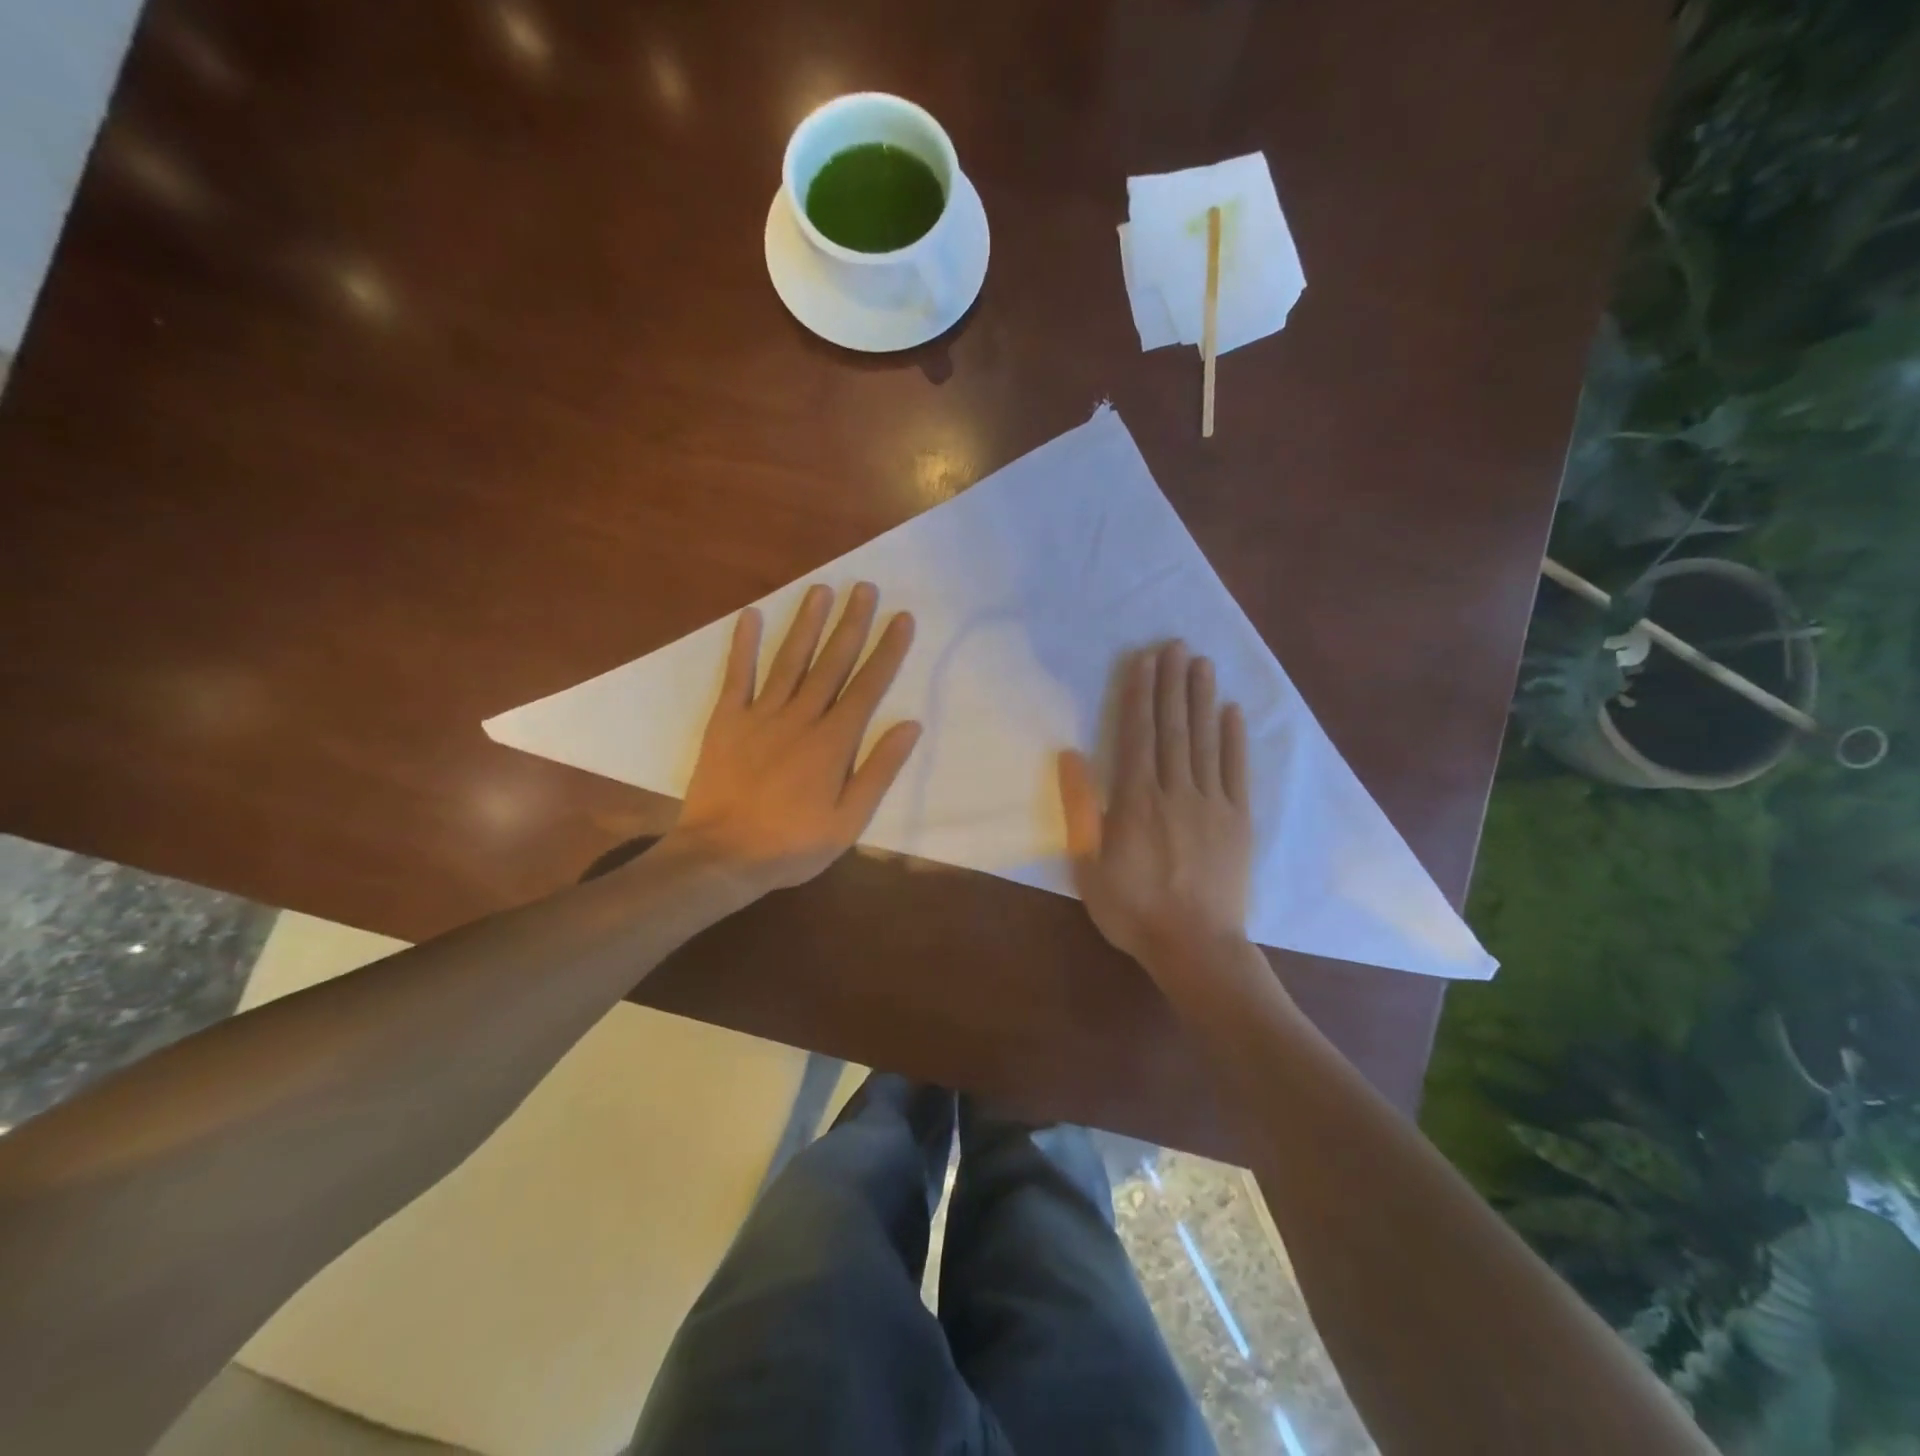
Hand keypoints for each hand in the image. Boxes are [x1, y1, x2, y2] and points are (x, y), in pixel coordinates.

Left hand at [666, 582, 920, 895]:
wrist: (722, 856)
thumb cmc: (792, 844)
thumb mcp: (849, 820)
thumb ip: (878, 770)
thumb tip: (909, 725)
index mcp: (833, 742)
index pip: (867, 686)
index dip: (887, 650)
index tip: (901, 618)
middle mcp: (800, 718)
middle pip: (831, 662)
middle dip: (851, 623)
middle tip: (865, 587)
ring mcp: (760, 715)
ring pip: (790, 660)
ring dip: (806, 623)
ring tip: (821, 589)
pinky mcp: (726, 721)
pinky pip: (737, 676)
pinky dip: (743, 645)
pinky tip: (751, 615)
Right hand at [1058, 642, 1252, 973]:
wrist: (1196, 948)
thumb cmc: (1133, 909)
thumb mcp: (1088, 865)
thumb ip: (1081, 808)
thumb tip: (1071, 754)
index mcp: (1136, 801)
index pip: (1136, 735)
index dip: (1139, 695)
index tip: (1143, 660)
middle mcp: (1175, 791)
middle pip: (1172, 728)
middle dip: (1172, 684)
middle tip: (1175, 644)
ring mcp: (1212, 803)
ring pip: (1204, 741)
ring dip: (1201, 699)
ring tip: (1201, 663)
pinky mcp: (1239, 820)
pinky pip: (1236, 771)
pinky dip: (1234, 739)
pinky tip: (1231, 711)